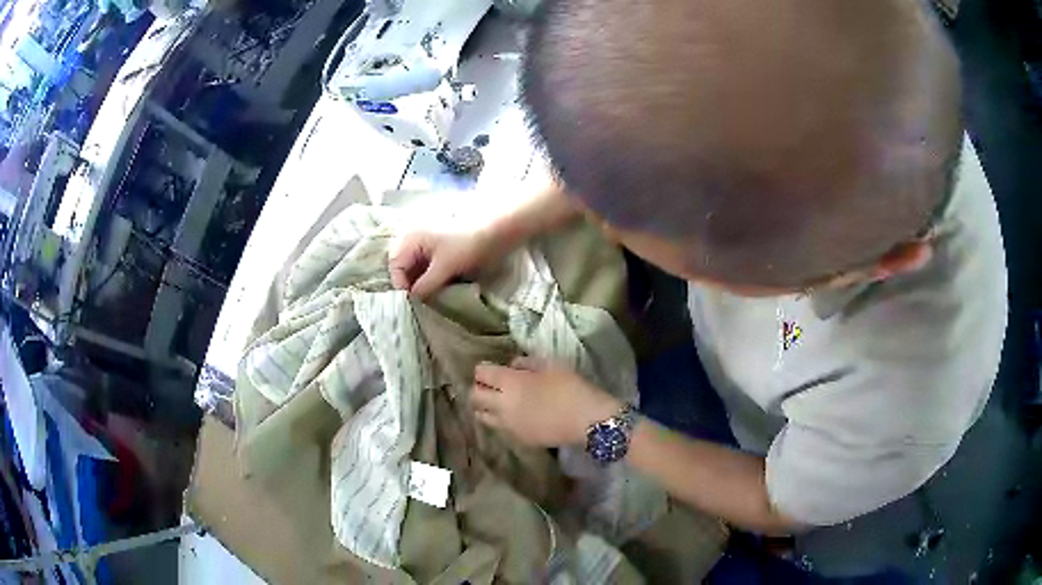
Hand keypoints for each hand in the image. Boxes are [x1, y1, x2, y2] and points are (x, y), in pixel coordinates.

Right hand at [388, 228, 501, 298]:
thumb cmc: (466, 245)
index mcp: (411, 237)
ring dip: (417, 282)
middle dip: (407, 283)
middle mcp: (413, 238)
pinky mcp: (435, 249)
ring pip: (412, 267)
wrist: (493, 233)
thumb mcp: (444, 267)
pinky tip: (433, 289)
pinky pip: (423, 266)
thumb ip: (425, 285)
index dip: (400, 284)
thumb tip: (412, 299)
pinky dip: (426, 278)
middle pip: (401, 265)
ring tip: (425, 297)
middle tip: (416, 301)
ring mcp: (424, 243)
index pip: (395, 264)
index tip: (411, 301)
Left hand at [471, 358, 622, 446]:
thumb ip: (526, 362)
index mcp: (509, 383)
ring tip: (497, 402)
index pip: (481, 374)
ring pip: (482, 416)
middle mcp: (502, 405)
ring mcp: (508, 425)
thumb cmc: (571, 387)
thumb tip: (512, 365)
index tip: (490, 368)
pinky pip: (498, 428)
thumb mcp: (551, 364)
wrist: (588, 421)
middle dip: (478, 388)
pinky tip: (514, 416)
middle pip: (475, 396)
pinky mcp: (518, 439)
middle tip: (490, 385)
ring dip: (485, 407)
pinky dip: (499, 420)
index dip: (482, 369)